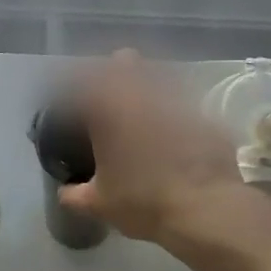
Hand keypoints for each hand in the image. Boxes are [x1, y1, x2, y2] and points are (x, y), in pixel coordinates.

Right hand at [57, 52, 260, 249]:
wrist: (205, 208)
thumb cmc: (142, 202)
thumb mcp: (99, 203)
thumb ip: (75, 194)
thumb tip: (65, 192)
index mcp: (108, 109)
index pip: (82, 80)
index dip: (74, 85)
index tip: (72, 100)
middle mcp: (142, 94)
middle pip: (125, 61)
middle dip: (114, 70)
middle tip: (108, 94)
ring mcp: (178, 100)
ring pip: (158, 76)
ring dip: (147, 86)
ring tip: (142, 111)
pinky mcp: (205, 115)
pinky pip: (185, 103)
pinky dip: (174, 113)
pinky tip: (174, 135)